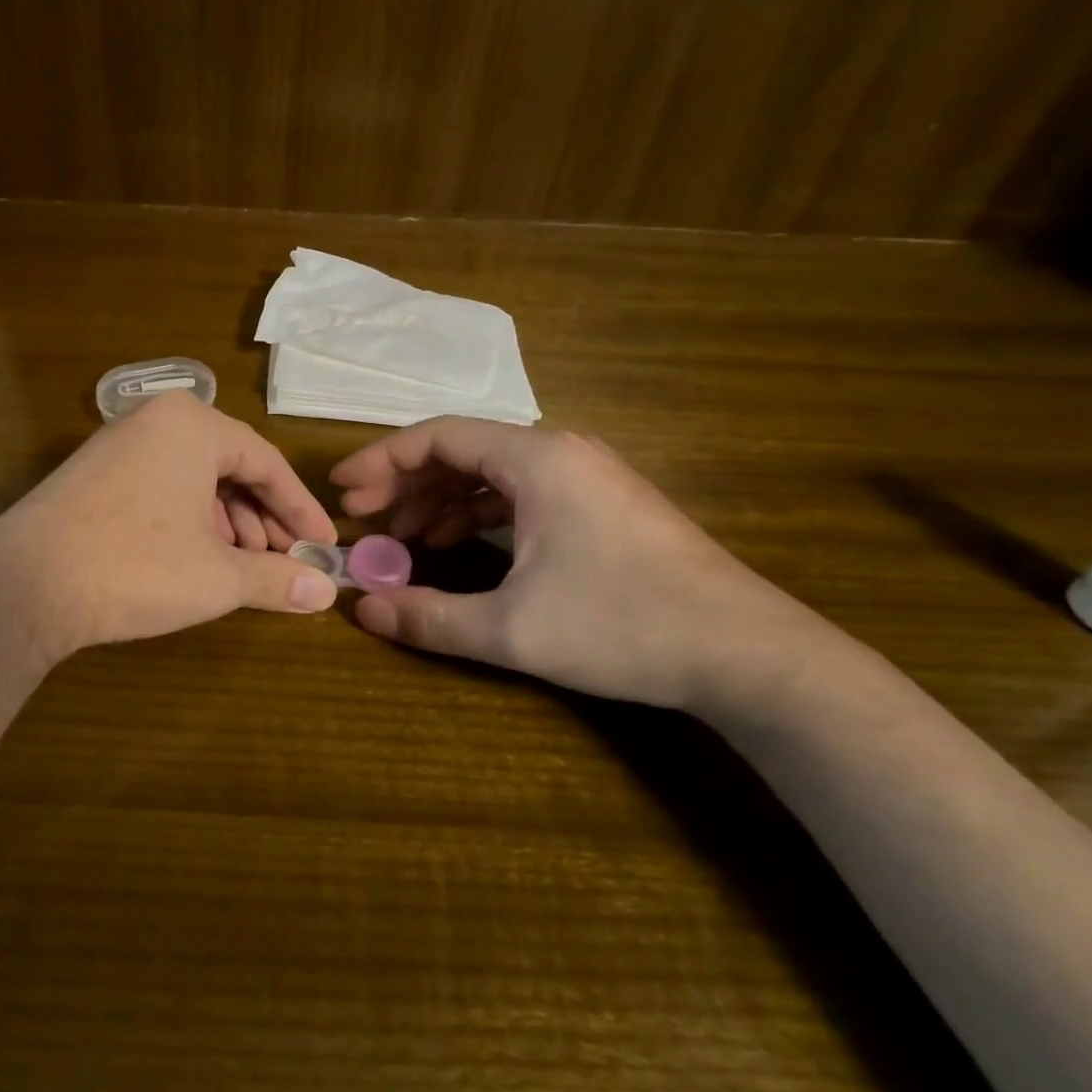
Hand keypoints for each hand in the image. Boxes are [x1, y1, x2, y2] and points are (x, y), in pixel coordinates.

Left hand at [0, 391, 337, 658]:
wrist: (23, 585)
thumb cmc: (135, 566)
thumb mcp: (217, 576)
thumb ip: (277, 578)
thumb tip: (326, 591)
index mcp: (194, 425)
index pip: (268, 463)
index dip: (300, 509)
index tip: (325, 544)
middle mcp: (157, 421)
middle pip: (231, 468)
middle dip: (262, 519)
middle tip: (283, 562)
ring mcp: (119, 444)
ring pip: (195, 480)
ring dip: (227, 524)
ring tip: (242, 568)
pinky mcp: (94, 474)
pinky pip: (162, 487)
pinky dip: (189, 521)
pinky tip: (197, 559)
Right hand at [329, 419, 831, 709]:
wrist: (749, 654)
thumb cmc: (624, 625)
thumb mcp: (513, 629)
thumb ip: (430, 617)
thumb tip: (362, 612)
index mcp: (536, 459)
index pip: (438, 436)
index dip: (381, 461)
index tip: (342, 492)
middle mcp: (559, 452)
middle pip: (461, 450)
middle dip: (405, 484)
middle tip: (363, 521)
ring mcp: (584, 477)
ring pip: (490, 472)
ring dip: (439, 500)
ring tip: (402, 539)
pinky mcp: (600, 505)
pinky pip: (519, 493)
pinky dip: (478, 513)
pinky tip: (457, 544)